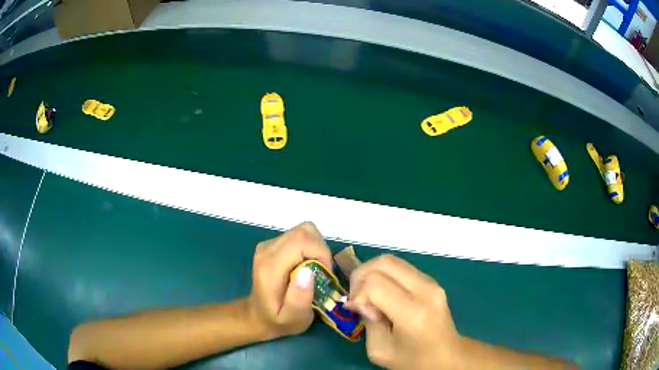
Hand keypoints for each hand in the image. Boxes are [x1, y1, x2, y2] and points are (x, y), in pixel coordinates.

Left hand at [247, 222, 332, 339]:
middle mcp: (267, 250)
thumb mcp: (293, 319)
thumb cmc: (278, 320)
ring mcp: (268, 244)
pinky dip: (310, 247)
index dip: (321, 253)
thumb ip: (300, 298)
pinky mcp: (272, 244)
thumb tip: (308, 272)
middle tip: (322, 272)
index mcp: (270, 267)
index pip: (302, 241)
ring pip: (303, 230)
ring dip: (316, 247)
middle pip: (304, 231)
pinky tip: (306, 266)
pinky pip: (298, 236)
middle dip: (321, 249)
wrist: (257, 316)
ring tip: (315, 269)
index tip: (326, 274)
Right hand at [346, 255, 462, 369]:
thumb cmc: (413, 360)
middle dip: (361, 276)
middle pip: (383, 263)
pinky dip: (384, 275)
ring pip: (391, 260)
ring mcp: (431, 282)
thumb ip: (366, 322)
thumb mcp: (379, 350)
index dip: (358, 295)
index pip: (375, 283)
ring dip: (372, 273)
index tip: (361, 313)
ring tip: (369, 296)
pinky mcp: (432, 280)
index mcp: (413, 312)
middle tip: (358, 299)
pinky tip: (383, 294)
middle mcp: (425, 290)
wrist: (447, 356)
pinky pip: (400, 267)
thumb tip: (359, 300)